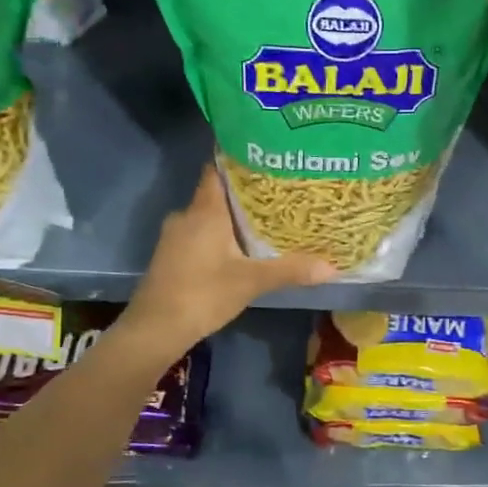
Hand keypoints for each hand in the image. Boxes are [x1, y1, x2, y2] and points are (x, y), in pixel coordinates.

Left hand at [121, 168, 337, 353]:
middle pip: (216, 193)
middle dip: (244, 193)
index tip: (264, 157)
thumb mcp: (251, 282)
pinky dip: (218, 236)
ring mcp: (174, 237)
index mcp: (204, 211)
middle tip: (277, 192)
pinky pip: (199, 234)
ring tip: (264, 219)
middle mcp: (186, 216)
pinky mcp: (170, 256)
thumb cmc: (203, 294)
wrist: (155, 329)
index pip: (217, 169)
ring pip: (207, 216)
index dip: (238, 160)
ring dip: (231, 217)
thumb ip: (290, 270)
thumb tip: (332, 266)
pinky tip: (239, 248)